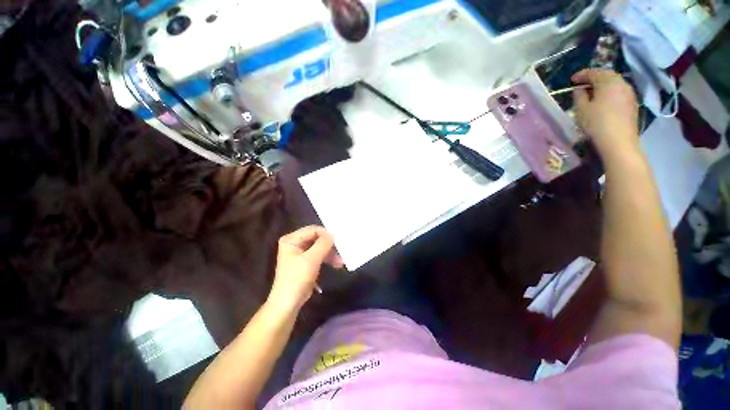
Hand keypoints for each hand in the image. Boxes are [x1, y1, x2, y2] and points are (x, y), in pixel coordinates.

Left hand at [268, 226, 342, 311]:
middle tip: (342, 251)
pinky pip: (318, 255)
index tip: (339, 242)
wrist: (288, 304)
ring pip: (319, 247)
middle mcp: (294, 243)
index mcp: (291, 239)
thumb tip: (333, 233)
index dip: (326, 234)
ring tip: (340, 261)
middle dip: (329, 245)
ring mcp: (299, 253)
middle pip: (316, 238)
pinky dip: (327, 258)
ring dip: (330, 253)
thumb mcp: (311, 259)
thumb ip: (323, 244)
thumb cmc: (297, 279)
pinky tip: (336, 264)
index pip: (313, 230)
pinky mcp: (305, 262)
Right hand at [572, 69, 639, 159]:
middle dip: (593, 79)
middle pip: (606, 76)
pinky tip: (603, 102)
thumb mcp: (581, 109)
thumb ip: (579, 96)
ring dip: (602, 86)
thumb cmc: (597, 124)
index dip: (581, 75)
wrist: (619, 142)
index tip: (571, 80)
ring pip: (614, 84)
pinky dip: (609, 93)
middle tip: (581, 86)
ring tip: (591, 94)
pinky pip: (619, 93)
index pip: (593, 72)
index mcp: (608, 81)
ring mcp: (630, 93)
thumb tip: (579, 89)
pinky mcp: (632, 103)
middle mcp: (622, 83)